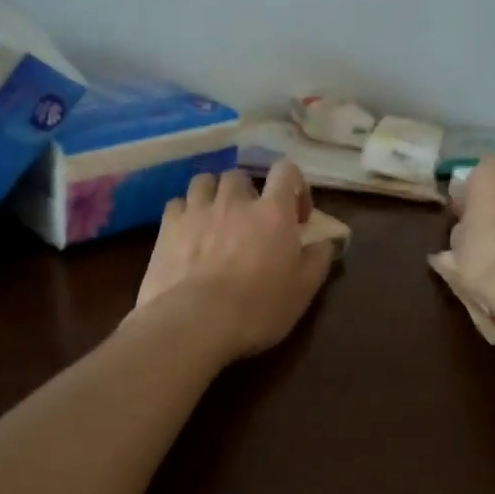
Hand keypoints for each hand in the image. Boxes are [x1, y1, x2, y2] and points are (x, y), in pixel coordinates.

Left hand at [131, 161, 336, 362]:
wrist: (195, 322)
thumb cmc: (258, 308)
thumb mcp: (303, 290)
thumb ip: (318, 259)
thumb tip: (327, 242)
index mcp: (273, 212)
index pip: (286, 171)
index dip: (295, 185)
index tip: (297, 216)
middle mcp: (234, 201)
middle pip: (240, 176)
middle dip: (248, 193)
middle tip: (251, 220)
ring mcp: (197, 211)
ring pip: (205, 181)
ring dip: (214, 193)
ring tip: (216, 217)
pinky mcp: (167, 227)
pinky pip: (176, 203)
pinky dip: (185, 212)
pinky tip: (187, 231)